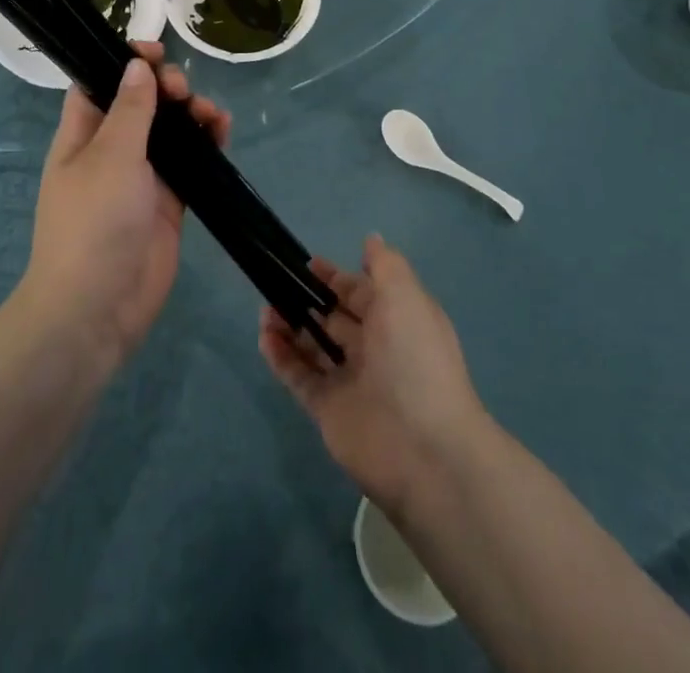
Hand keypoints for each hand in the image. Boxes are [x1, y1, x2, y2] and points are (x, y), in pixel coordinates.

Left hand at [19, 42, 229, 370]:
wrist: (97, 307)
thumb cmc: (93, 222)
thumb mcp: (110, 156)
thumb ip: (130, 110)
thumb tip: (137, 67)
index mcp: (83, 135)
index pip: (99, 83)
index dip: (124, 61)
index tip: (154, 50)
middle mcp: (111, 151)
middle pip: (142, 103)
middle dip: (166, 87)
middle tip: (183, 92)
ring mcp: (142, 177)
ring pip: (171, 131)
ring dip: (191, 114)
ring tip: (211, 115)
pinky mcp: (169, 202)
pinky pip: (191, 162)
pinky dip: (207, 145)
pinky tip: (223, 132)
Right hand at [258, 235, 486, 511]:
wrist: (424, 450)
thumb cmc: (415, 359)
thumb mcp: (406, 297)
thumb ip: (385, 265)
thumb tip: (371, 239)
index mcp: (398, 320)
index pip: (362, 292)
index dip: (336, 278)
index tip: (306, 265)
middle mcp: (375, 349)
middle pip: (335, 318)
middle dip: (308, 300)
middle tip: (276, 284)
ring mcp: (351, 381)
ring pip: (314, 346)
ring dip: (290, 326)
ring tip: (266, 310)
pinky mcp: (329, 411)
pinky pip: (301, 377)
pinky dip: (282, 357)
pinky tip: (264, 337)